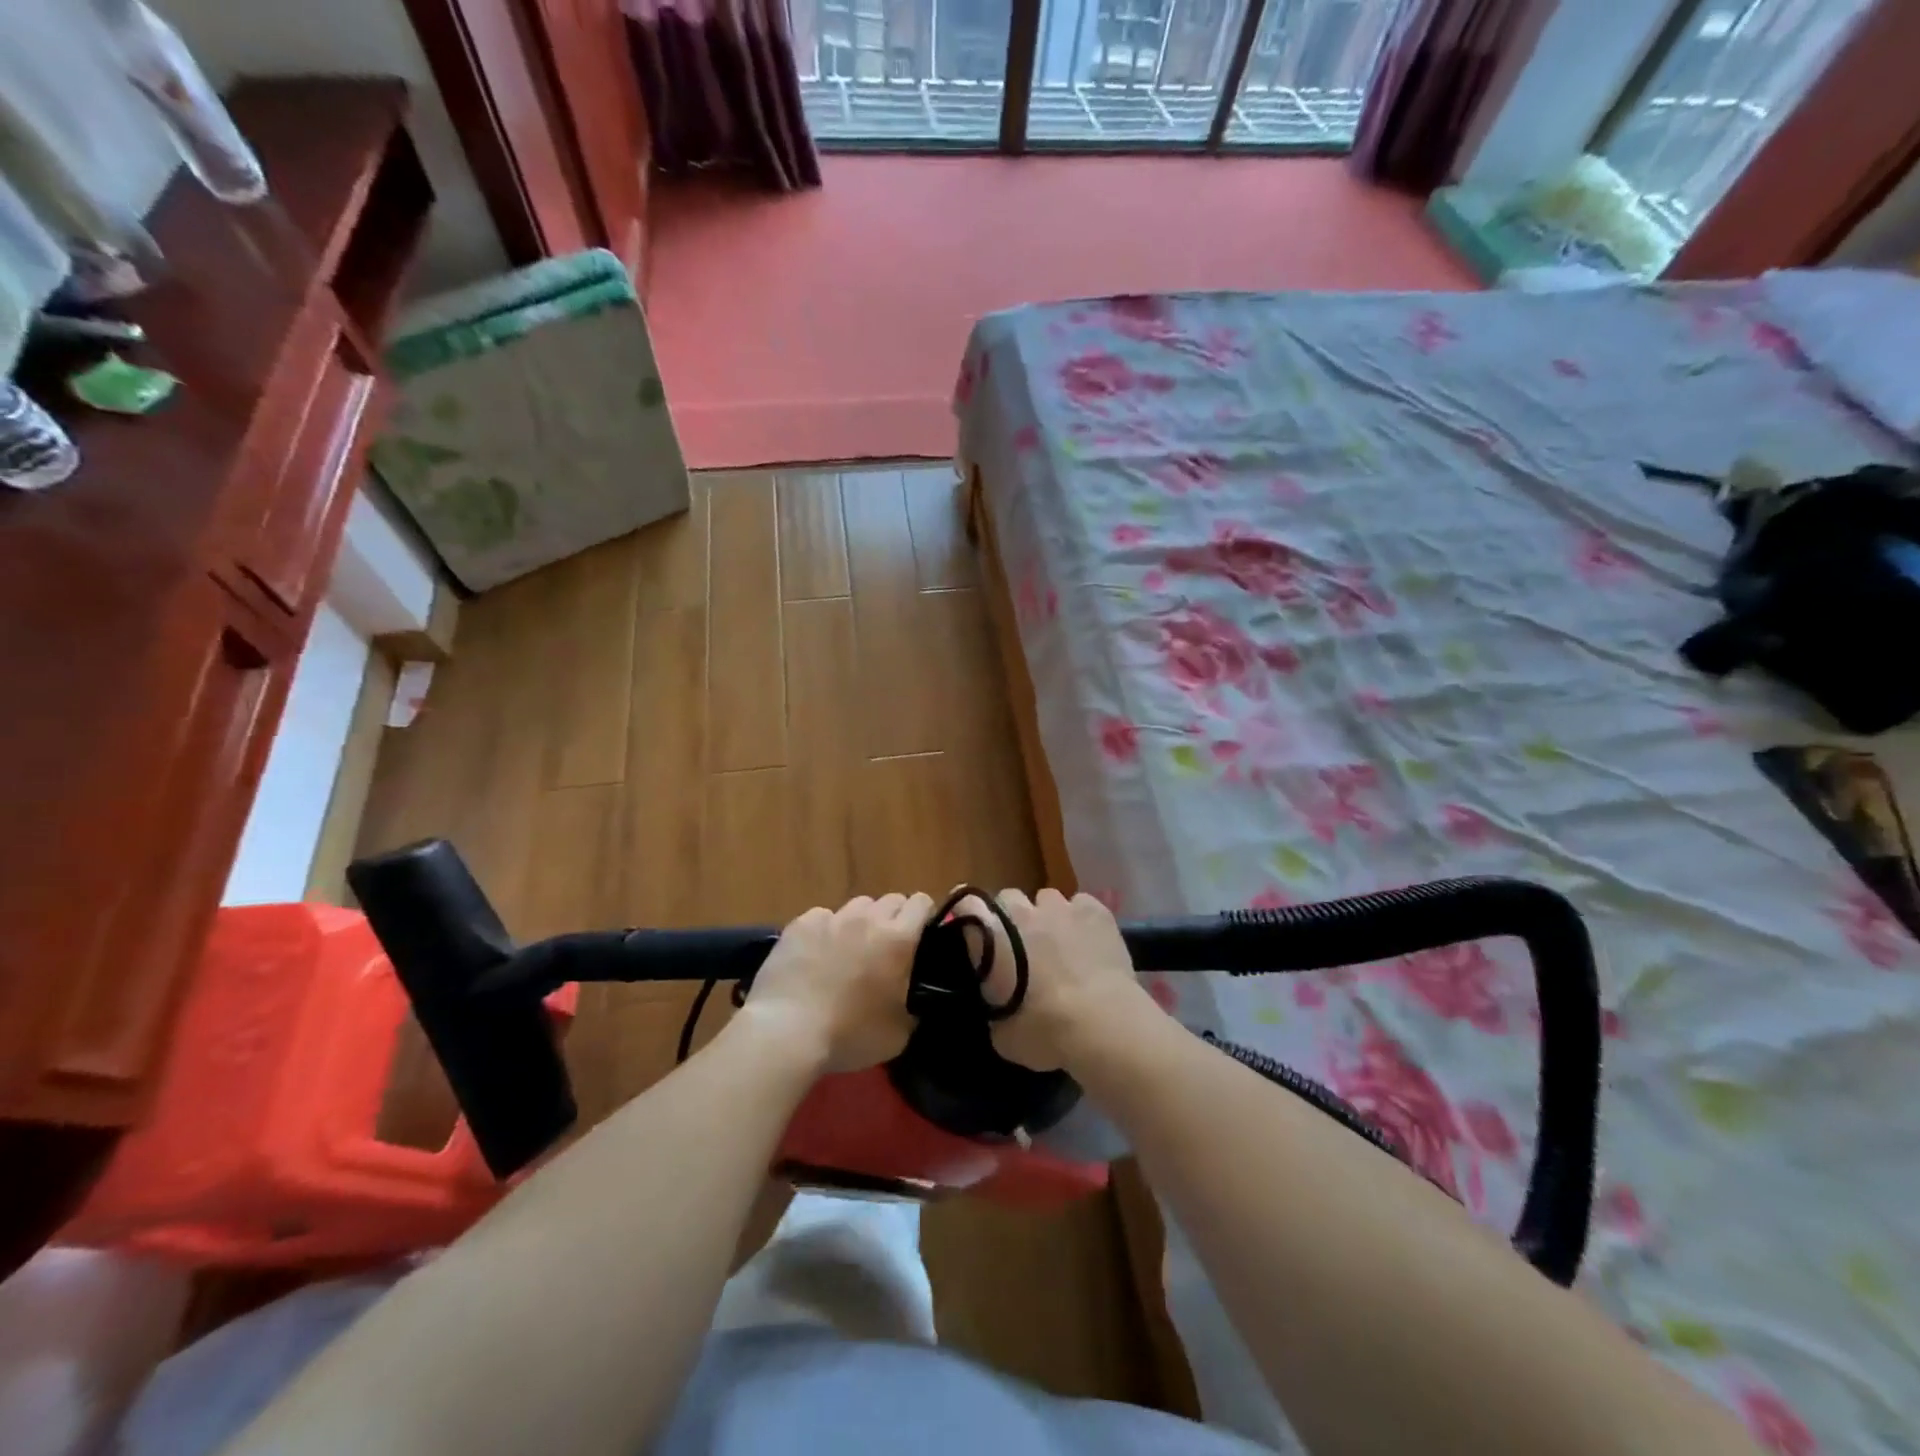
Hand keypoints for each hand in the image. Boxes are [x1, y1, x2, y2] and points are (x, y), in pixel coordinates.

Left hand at [740, 893, 933, 1072]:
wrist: (787, 1032)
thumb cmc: (849, 1034)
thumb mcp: (898, 1034)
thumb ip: (913, 1007)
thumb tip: (912, 1000)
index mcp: (897, 939)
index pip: (921, 902)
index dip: (924, 916)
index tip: (921, 937)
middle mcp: (867, 919)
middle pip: (890, 900)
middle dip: (894, 919)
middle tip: (886, 950)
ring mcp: (831, 918)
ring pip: (857, 906)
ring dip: (861, 922)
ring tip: (851, 950)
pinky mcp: (800, 925)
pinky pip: (822, 916)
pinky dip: (826, 930)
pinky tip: (816, 954)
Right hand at [968, 888, 1158, 1071]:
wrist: (1102, 1025)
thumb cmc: (1045, 1033)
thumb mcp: (1002, 1033)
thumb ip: (994, 1006)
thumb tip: (999, 1002)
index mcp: (992, 937)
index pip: (965, 904)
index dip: (967, 913)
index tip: (974, 930)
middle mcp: (1022, 912)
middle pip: (1009, 898)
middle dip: (1013, 917)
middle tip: (1022, 946)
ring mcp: (1061, 907)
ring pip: (1047, 898)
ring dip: (1049, 917)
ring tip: (1061, 944)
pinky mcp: (1096, 910)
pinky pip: (1082, 904)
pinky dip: (1082, 919)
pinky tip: (1090, 942)